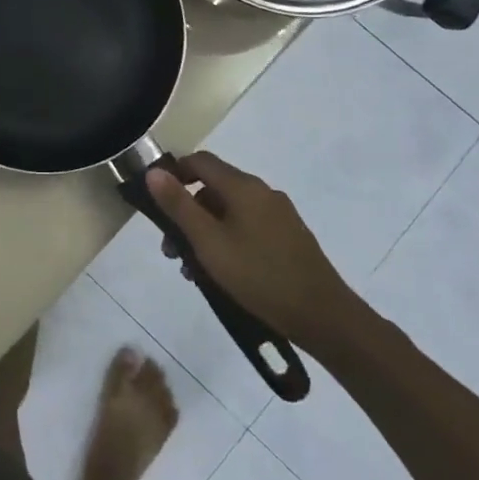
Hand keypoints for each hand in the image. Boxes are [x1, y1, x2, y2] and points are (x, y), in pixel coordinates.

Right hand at [146, 151, 356, 348]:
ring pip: (229, 212)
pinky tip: (222, 274)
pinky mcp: (288, 238)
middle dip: (186, 213)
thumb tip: (154, 171)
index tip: (156, 202)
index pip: (199, 161)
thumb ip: (179, 206)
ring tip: (193, 269)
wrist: (324, 317)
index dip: (173, 174)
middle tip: (171, 248)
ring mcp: (279, 216)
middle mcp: (262, 193)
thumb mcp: (209, 242)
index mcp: (244, 187)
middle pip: (213, 188)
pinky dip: (227, 241)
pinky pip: (247, 228)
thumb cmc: (259, 276)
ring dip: (205, 232)